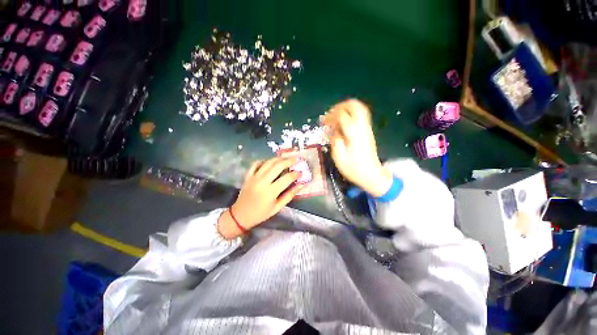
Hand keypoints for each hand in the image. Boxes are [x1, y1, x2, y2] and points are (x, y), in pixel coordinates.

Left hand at [218, 157, 302, 238]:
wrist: (240, 216)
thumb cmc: (261, 213)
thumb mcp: (277, 207)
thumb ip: (289, 195)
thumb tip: (301, 185)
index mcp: (271, 191)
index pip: (287, 178)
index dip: (296, 174)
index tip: (301, 173)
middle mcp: (262, 181)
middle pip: (278, 166)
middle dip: (289, 161)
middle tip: (296, 159)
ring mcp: (254, 177)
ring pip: (268, 162)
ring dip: (278, 159)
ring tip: (285, 158)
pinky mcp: (248, 176)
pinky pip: (255, 164)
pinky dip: (263, 161)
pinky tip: (269, 162)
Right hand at [323, 99, 392, 196]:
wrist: (371, 174)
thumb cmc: (353, 168)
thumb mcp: (339, 157)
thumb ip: (335, 141)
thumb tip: (333, 130)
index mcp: (354, 134)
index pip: (342, 116)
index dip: (331, 116)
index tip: (323, 122)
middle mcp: (362, 127)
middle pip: (355, 106)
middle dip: (341, 106)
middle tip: (331, 113)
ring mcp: (367, 128)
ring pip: (360, 109)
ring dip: (347, 108)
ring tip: (336, 116)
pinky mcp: (368, 131)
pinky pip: (361, 116)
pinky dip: (351, 114)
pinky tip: (343, 123)